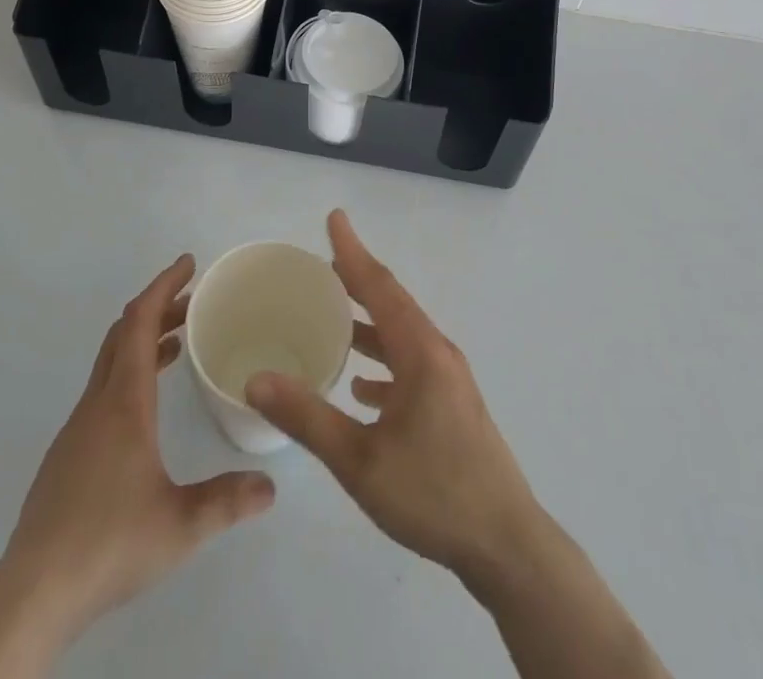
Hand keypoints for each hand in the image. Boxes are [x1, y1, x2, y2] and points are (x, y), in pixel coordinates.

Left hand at [0, 256, 274, 678]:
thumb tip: (270, 487)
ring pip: (111, 362)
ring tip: (178, 343)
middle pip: (123, 334)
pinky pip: (103, 390)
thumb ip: (227, 501)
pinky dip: (130, 373)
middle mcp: (98, 403)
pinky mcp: (68, 454)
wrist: (33, 592)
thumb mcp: (180, 525)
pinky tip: (147, 407)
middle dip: (158, 308)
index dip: (163, 286)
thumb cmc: (108, 543)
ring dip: (143, 341)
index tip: (188, 264)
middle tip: (192, 300)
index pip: (139, 322)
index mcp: (123, 402)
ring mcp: (78, 428)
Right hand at [246, 212, 541, 582]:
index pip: (379, 286)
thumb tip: (256, 379)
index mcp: (419, 351)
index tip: (334, 217)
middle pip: (392, 303)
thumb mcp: (359, 461)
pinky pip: (411, 365)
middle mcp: (437, 353)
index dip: (352, 251)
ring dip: (369, 321)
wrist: (507, 545)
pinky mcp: (453, 405)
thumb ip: (307, 417)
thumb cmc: (433, 494)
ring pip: (401, 335)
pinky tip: (363, 388)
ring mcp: (449, 379)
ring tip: (335, 316)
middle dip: (357, 280)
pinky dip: (383, 362)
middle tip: (323, 264)